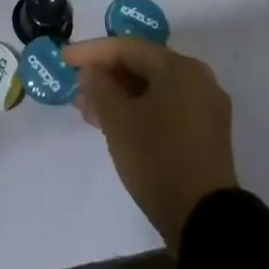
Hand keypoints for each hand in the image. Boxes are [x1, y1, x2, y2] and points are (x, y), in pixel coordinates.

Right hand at [62, 38, 237, 251]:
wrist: (204, 221)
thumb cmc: (157, 158)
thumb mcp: (118, 120)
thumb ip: (99, 87)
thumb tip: (92, 72)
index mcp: (179, 68)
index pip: (127, 47)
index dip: (91, 52)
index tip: (63, 59)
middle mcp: (197, 80)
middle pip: (142, 66)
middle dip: (105, 75)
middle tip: (75, 86)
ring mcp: (205, 108)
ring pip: (153, 89)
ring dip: (119, 95)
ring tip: (88, 109)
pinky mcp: (205, 134)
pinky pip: (165, 108)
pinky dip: (138, 110)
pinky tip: (113, 124)